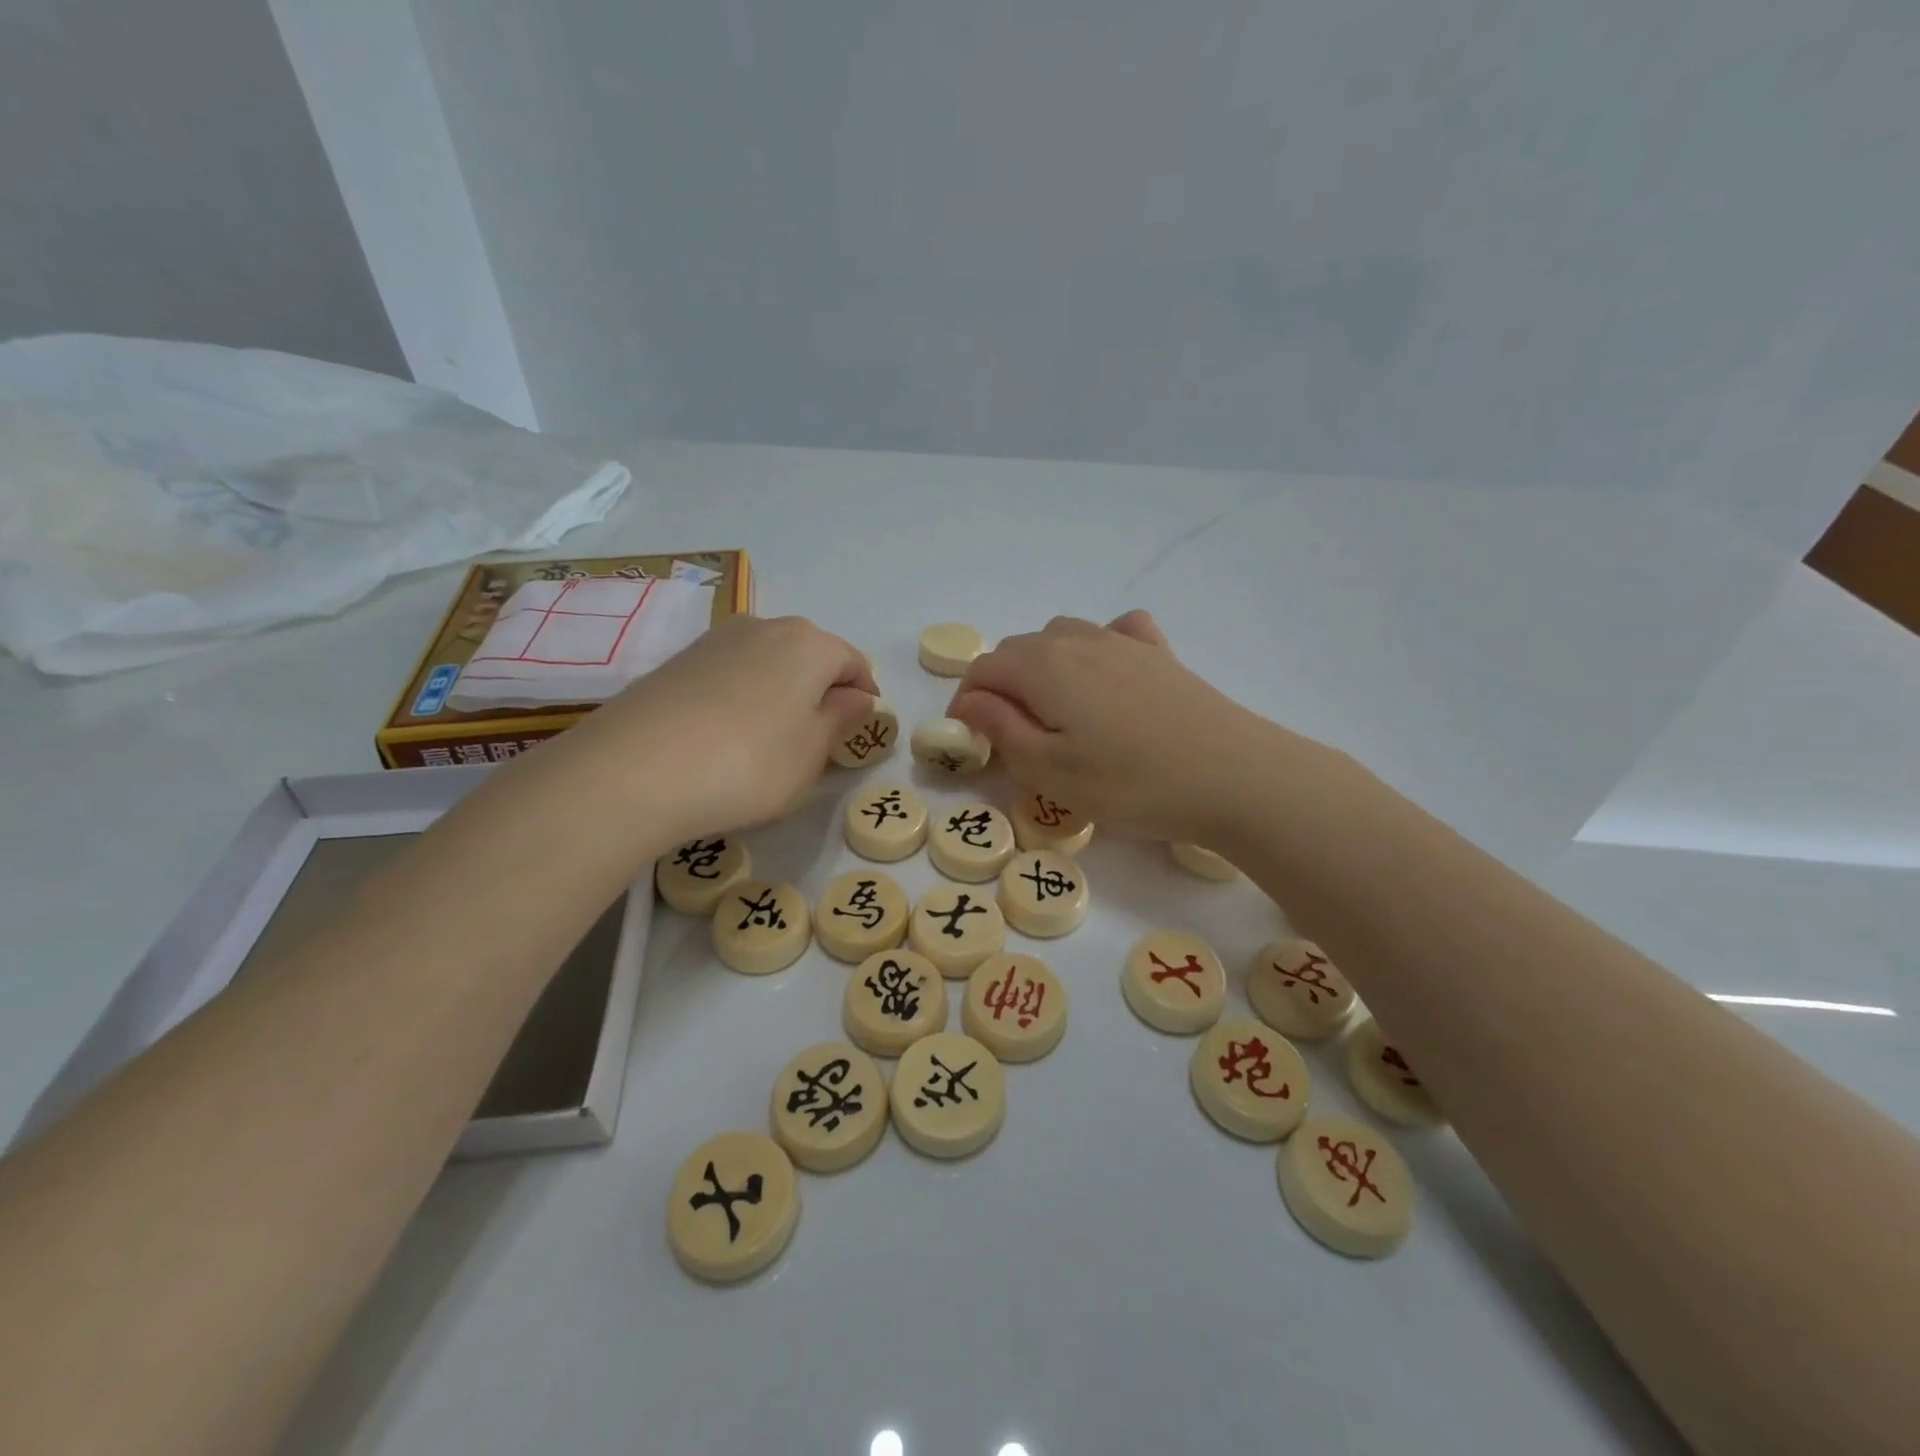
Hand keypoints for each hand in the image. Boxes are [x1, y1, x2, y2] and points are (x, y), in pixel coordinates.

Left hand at [578, 614, 875, 843]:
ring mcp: (715, 640)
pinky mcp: (677, 661)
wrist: (634, 769)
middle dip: (821, 690)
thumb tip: (855, 697)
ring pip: (767, 662)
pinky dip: (742, 697)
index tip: (862, 728)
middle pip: (809, 656)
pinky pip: (729, 675)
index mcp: (809, 644)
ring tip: (770, 739)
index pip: (853, 663)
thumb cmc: (749, 762)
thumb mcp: (812, 752)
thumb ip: (841, 719)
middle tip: (818, 737)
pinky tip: (727, 735)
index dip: (864, 695)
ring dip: (779, 693)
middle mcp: (764, 627)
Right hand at [947, 610, 1282, 843]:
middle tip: (1008, 736)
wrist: (1234, 777)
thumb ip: (1002, 729)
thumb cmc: (1131, 784)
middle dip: (1000, 686)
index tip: (969, 740)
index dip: (966, 702)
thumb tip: (970, 701)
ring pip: (1062, 637)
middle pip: (1019, 649)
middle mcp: (1079, 640)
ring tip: (1052, 711)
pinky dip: (1095, 648)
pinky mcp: (1160, 654)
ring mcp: (1124, 642)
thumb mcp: (1050, 770)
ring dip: (1041, 667)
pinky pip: (1115, 633)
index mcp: (1044, 666)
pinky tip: (1107, 674)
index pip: (983, 669)